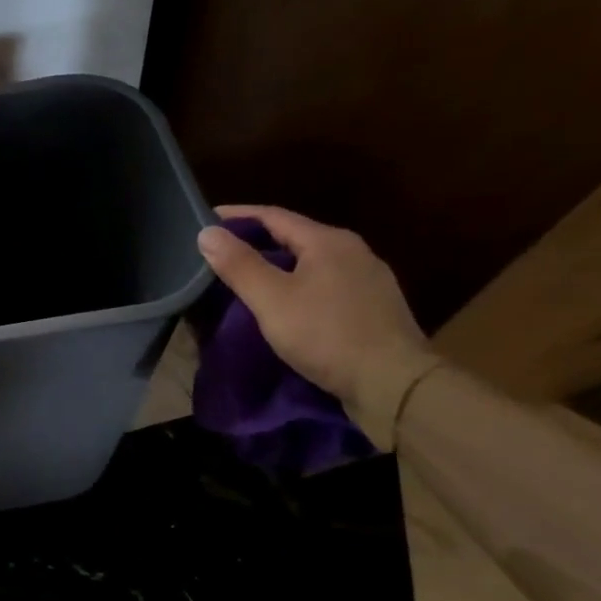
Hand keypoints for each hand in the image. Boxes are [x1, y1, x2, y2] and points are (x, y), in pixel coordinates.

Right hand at [198, 206, 437, 447]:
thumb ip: (239, 265)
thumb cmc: (327, 335)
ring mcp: (369, 279)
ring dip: (279, 263)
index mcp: (328, 241)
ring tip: (248, 276)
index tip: (205, 220)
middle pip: (295, 236)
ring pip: (312, 261)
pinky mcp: (374, 306)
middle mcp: (353, 251)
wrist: (394, 384)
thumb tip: (207, 232)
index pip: (273, 215)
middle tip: (221, 250)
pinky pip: (327, 283)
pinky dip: (299, 283)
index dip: (237, 216)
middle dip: (256, 240)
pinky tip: (287, 301)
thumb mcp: (272, 300)